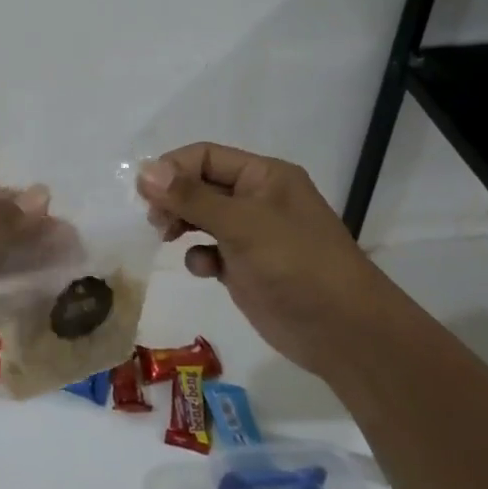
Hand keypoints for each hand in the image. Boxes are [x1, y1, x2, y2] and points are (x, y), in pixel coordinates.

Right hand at [137, 143, 391, 368]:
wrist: (343, 332)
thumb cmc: (296, 264)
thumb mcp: (241, 224)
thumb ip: (191, 197)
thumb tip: (144, 171)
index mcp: (264, 176)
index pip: (205, 156)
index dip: (172, 169)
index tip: (146, 193)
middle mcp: (256, 199)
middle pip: (199, 185)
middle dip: (173, 198)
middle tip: (155, 220)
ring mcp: (251, 234)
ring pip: (200, 217)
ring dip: (180, 223)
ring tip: (166, 237)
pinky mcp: (245, 267)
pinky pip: (209, 249)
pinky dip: (198, 255)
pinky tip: (204, 269)